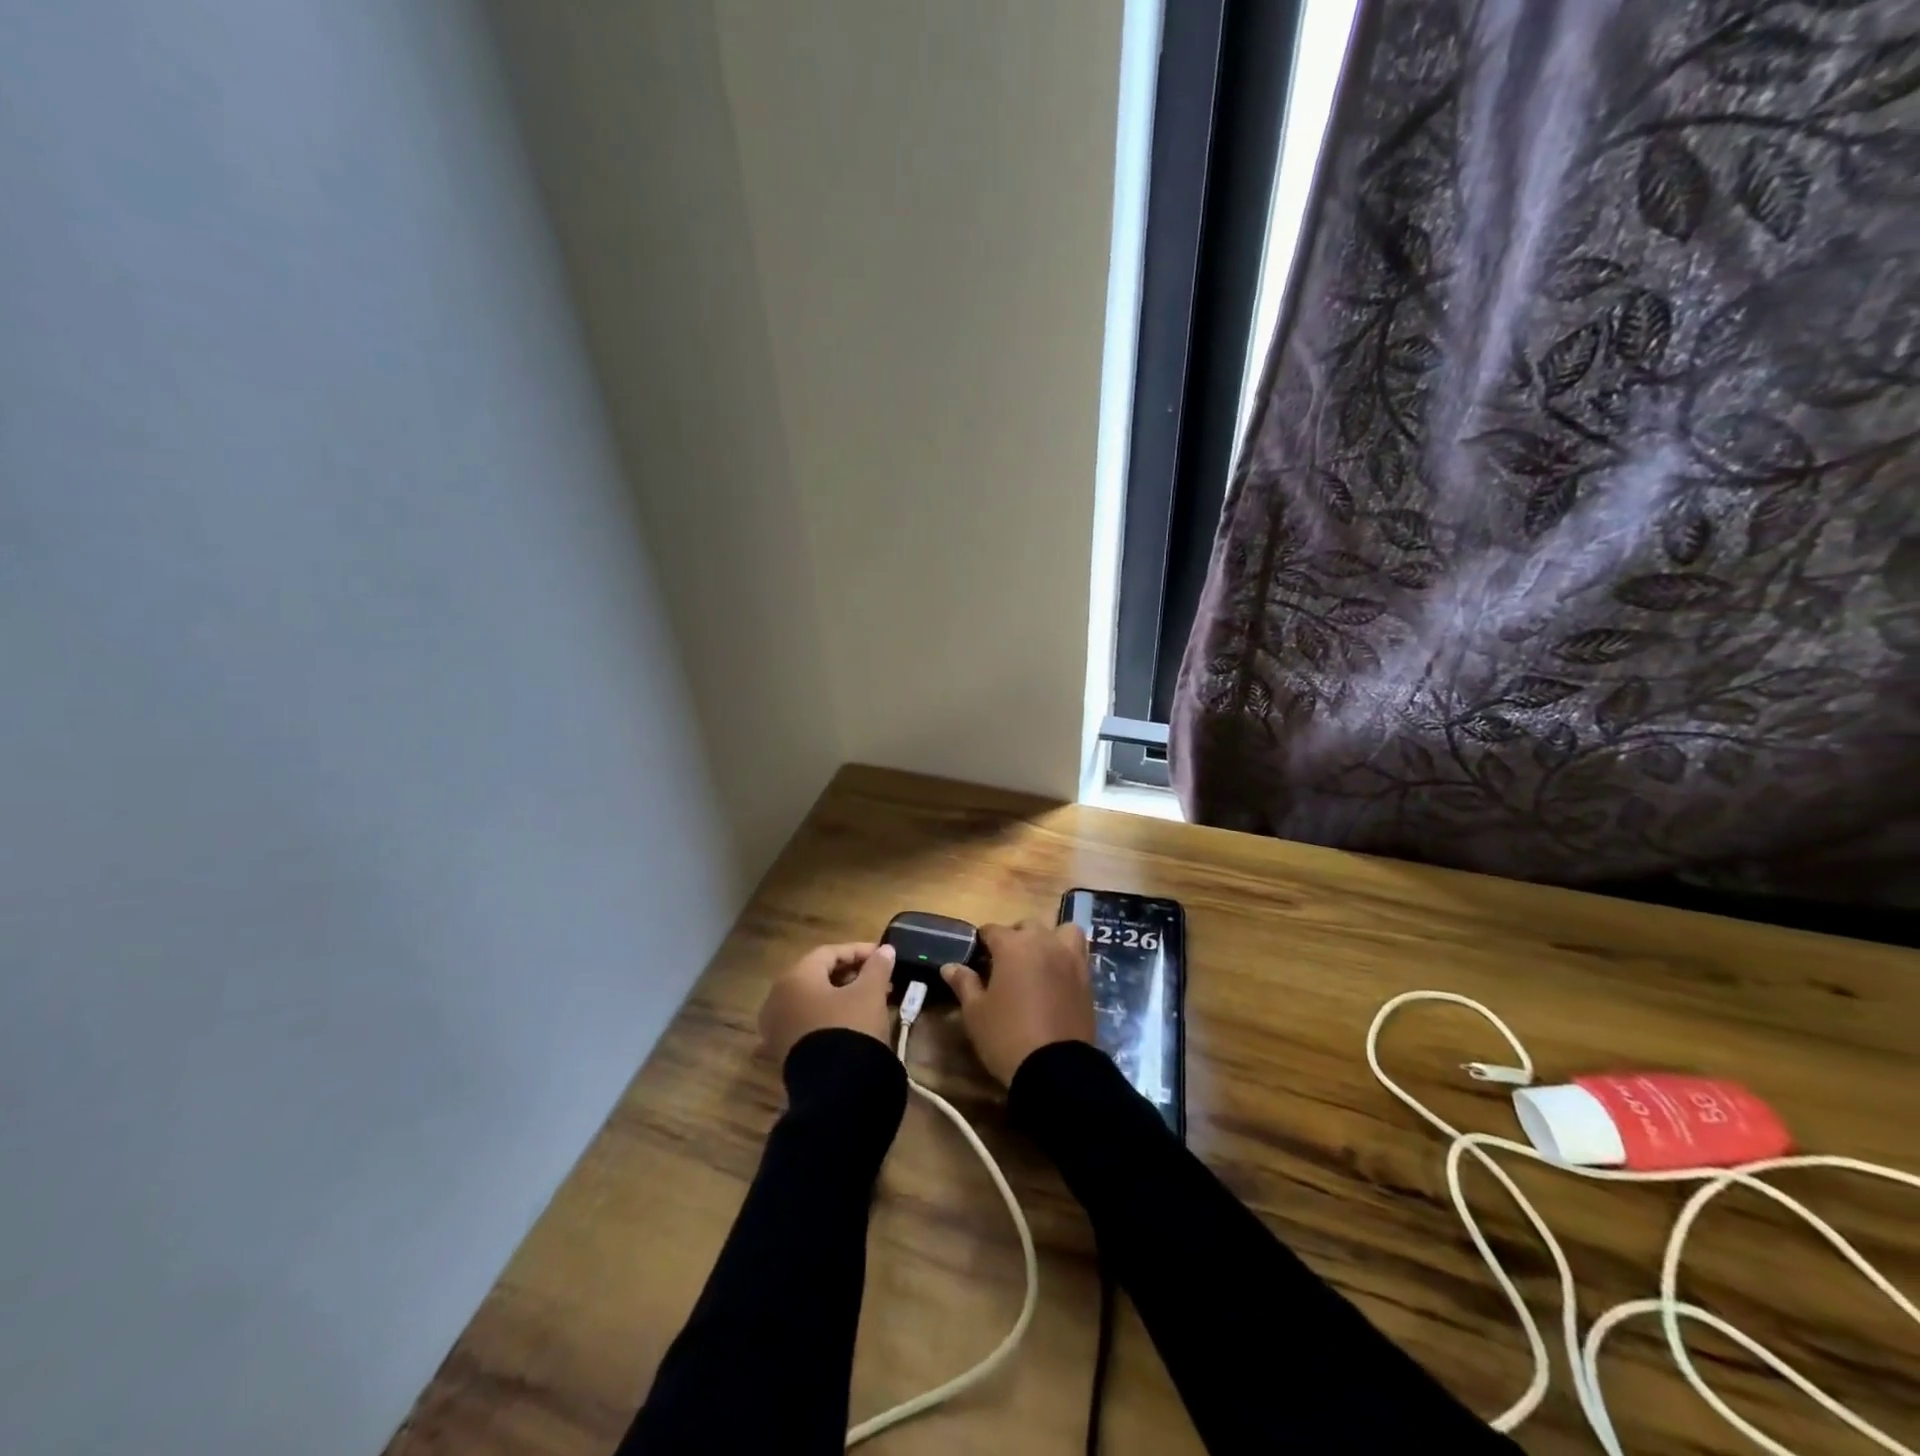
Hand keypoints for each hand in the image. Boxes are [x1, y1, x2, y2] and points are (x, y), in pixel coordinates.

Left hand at [758, 942, 895, 1065]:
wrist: (835, 1090)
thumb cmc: (851, 1027)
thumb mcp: (870, 993)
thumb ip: (877, 967)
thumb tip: (885, 950)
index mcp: (795, 977)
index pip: (829, 953)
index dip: (859, 951)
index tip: (883, 956)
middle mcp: (778, 998)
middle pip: (817, 976)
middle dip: (851, 975)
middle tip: (880, 978)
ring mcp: (776, 1027)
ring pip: (812, 1001)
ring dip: (840, 996)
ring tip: (870, 1000)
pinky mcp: (781, 1053)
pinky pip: (806, 1024)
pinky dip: (826, 1018)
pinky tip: (845, 1023)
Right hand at [942, 919, 1094, 1085]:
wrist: (1056, 1069)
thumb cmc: (1007, 1036)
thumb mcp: (976, 1013)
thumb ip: (964, 983)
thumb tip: (950, 966)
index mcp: (1013, 946)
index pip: (992, 930)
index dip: (982, 942)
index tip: (976, 958)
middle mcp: (1044, 942)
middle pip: (1027, 926)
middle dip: (1014, 937)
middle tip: (1004, 964)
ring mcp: (1070, 958)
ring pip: (1060, 931)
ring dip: (1049, 939)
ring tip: (1038, 961)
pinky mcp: (1087, 978)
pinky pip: (1077, 954)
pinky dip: (1066, 957)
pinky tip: (1056, 978)